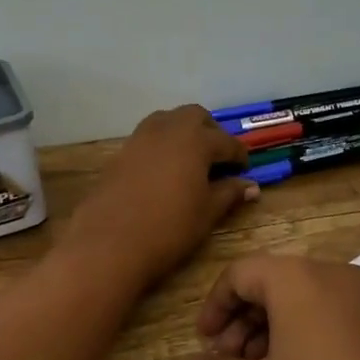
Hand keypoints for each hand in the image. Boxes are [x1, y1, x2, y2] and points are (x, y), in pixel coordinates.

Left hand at [63, 106, 257, 287]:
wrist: (109, 243)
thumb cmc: (169, 228)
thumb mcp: (207, 213)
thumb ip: (229, 193)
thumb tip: (250, 186)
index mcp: (196, 140)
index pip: (226, 141)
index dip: (238, 155)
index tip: (244, 170)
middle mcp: (168, 129)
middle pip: (195, 116)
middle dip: (210, 131)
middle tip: (217, 158)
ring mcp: (140, 138)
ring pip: (167, 120)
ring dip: (183, 132)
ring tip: (190, 160)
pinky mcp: (120, 153)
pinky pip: (147, 137)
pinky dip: (161, 145)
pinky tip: (164, 171)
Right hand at [183, 256, 359, 359]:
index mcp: (297, 277)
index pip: (240, 274)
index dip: (214, 307)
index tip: (206, 345)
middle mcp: (333, 271)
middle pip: (273, 283)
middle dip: (244, 322)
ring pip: (306, 298)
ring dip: (275, 329)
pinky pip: (336, 312)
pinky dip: (311, 333)